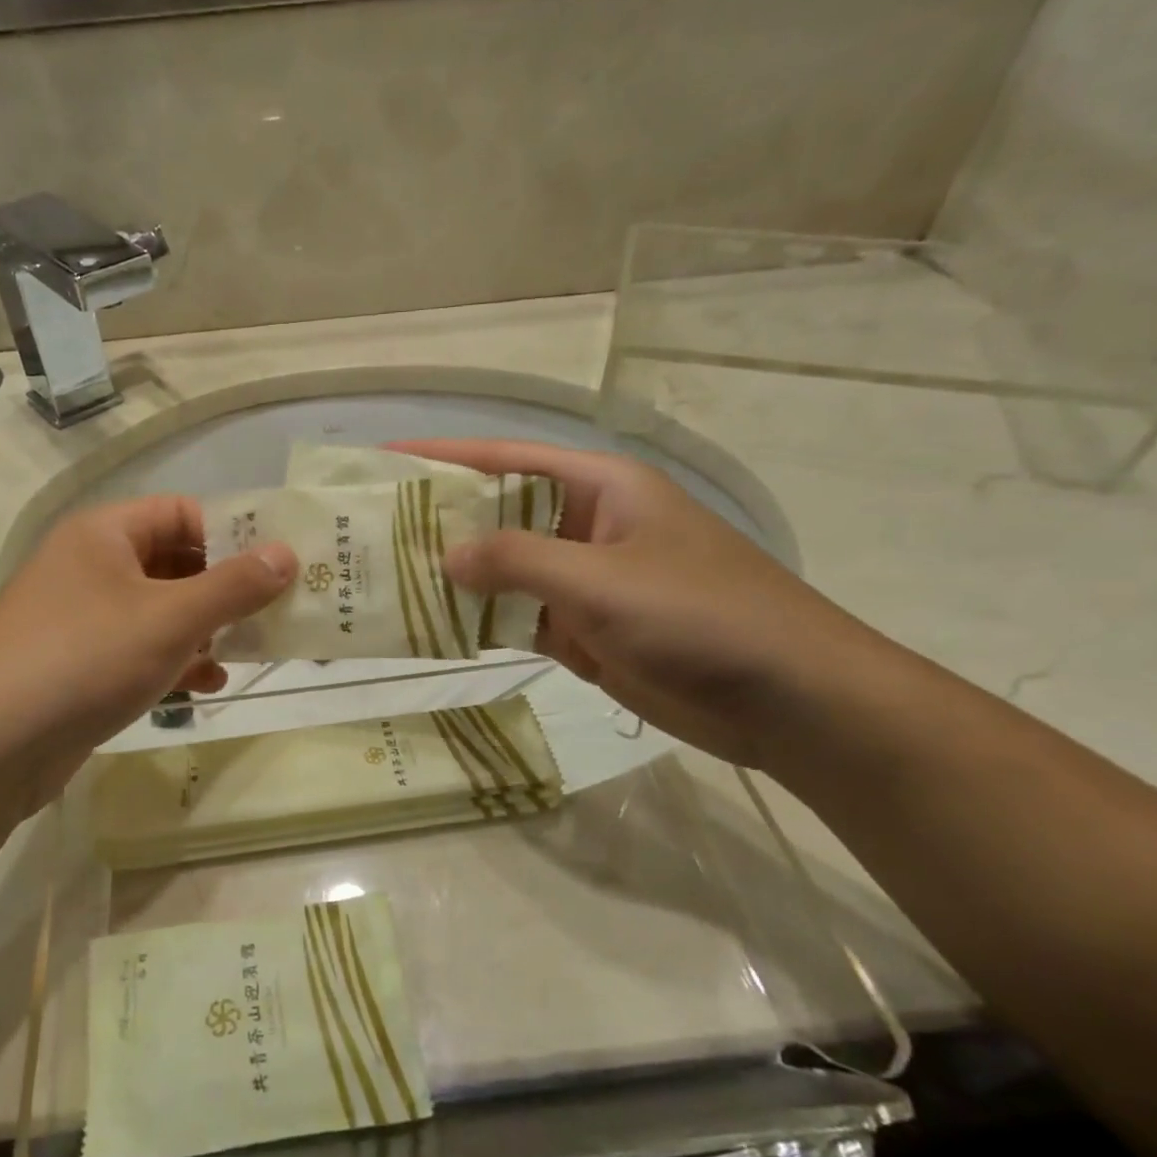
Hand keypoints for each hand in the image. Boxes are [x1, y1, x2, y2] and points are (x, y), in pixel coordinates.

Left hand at [0, 496, 295, 810]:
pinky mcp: (78, 666)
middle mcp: (90, 566)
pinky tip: (206, 685)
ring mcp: (81, 619)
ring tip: (250, 653)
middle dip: (225, 590)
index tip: (280, 565)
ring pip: (160, 612)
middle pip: (174, 563)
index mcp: (105, 534)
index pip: (183, 513)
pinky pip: (138, 651)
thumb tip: (288, 553)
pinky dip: (174, 662)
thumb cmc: (84, 658)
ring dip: (205, 630)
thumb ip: (234, 586)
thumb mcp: (170, 618)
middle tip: (276, 613)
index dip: (234, 534)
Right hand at [390, 439, 885, 767]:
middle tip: (372, 532)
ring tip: (387, 581)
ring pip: (504, 572)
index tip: (386, 462)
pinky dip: (482, 623)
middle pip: (499, 515)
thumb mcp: (602, 579)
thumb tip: (444, 555)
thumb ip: (518, 562)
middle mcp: (588, 527)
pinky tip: (434, 628)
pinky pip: (519, 619)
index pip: (508, 458)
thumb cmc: (701, 616)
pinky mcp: (585, 633)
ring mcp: (585, 584)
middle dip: (441, 522)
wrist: (785, 700)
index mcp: (601, 489)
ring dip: (456, 578)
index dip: (446, 457)